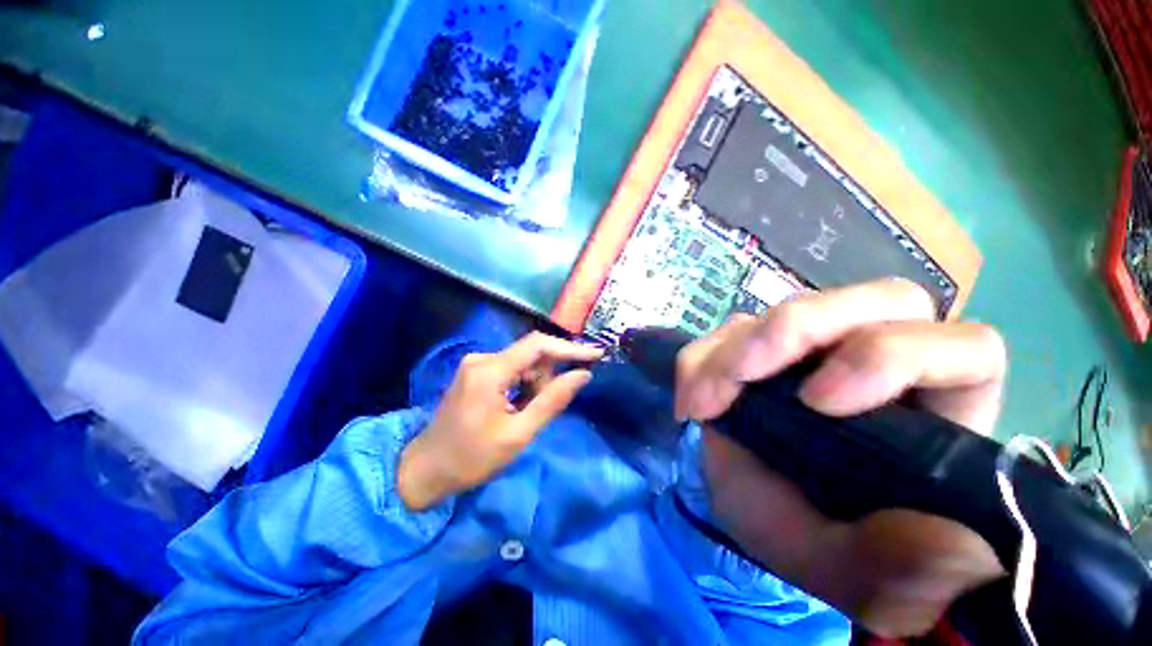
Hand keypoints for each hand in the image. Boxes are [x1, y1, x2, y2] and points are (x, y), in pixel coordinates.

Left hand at [398, 333, 601, 510]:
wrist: (426, 469)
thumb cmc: (472, 458)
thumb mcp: (519, 434)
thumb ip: (552, 401)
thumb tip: (583, 375)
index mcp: (490, 371)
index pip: (538, 345)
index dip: (569, 348)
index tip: (596, 354)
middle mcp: (482, 358)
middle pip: (531, 354)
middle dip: (547, 376)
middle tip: (542, 408)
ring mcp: (477, 363)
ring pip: (523, 362)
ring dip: (535, 383)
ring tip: (524, 413)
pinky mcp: (476, 371)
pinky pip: (511, 368)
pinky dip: (523, 384)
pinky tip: (516, 406)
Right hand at [678, 279, 1008, 637]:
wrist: (760, 518)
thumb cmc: (823, 542)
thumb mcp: (861, 570)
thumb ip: (906, 567)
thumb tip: (942, 537)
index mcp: (940, 414)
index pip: (965, 349)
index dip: (894, 356)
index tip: (818, 403)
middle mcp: (885, 365)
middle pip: (877, 300)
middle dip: (799, 328)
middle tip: (743, 374)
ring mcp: (816, 349)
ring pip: (795, 307)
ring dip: (736, 348)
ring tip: (704, 402)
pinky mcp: (762, 348)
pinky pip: (730, 330)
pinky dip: (703, 360)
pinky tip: (692, 401)